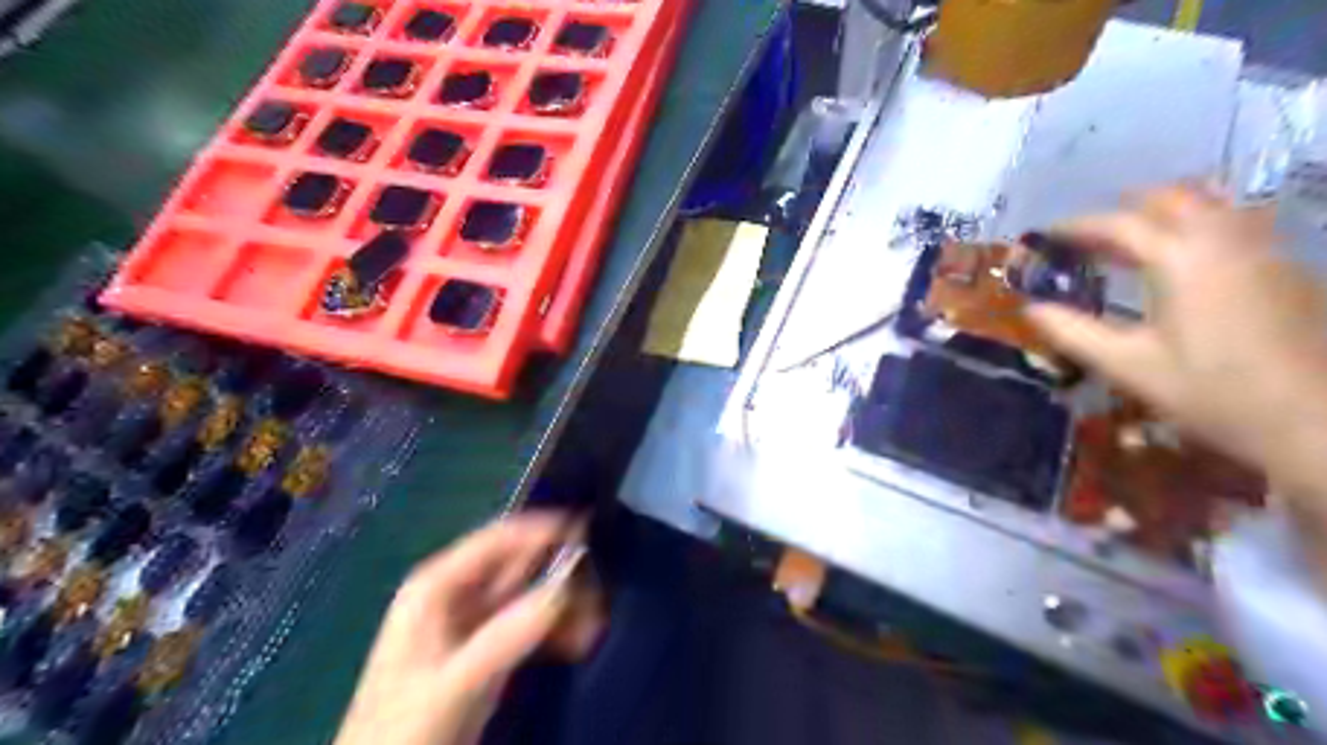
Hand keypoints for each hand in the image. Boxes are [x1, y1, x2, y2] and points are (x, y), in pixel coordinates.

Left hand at [337, 515, 590, 744]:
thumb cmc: (402, 729)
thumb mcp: (455, 681)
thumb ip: (508, 633)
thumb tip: (567, 584)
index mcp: (437, 586)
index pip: (497, 540)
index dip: (541, 529)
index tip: (588, 530)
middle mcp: (456, 594)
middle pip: (519, 565)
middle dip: (560, 574)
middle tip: (600, 592)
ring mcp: (473, 623)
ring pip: (530, 595)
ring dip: (564, 605)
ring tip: (595, 624)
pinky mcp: (487, 650)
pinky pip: (530, 625)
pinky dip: (556, 629)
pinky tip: (579, 642)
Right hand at [1030, 189, 1325, 508]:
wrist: (1315, 422)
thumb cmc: (1212, 393)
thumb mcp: (1128, 366)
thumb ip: (1073, 332)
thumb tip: (1029, 309)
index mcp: (1182, 260)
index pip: (1121, 224)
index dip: (1078, 226)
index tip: (1046, 236)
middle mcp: (1227, 240)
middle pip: (1173, 197)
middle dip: (1125, 208)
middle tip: (1090, 235)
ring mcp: (1264, 250)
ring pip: (1212, 204)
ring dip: (1165, 212)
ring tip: (1132, 242)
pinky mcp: (1285, 268)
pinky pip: (1235, 224)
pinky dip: (1196, 228)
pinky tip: (1181, 262)